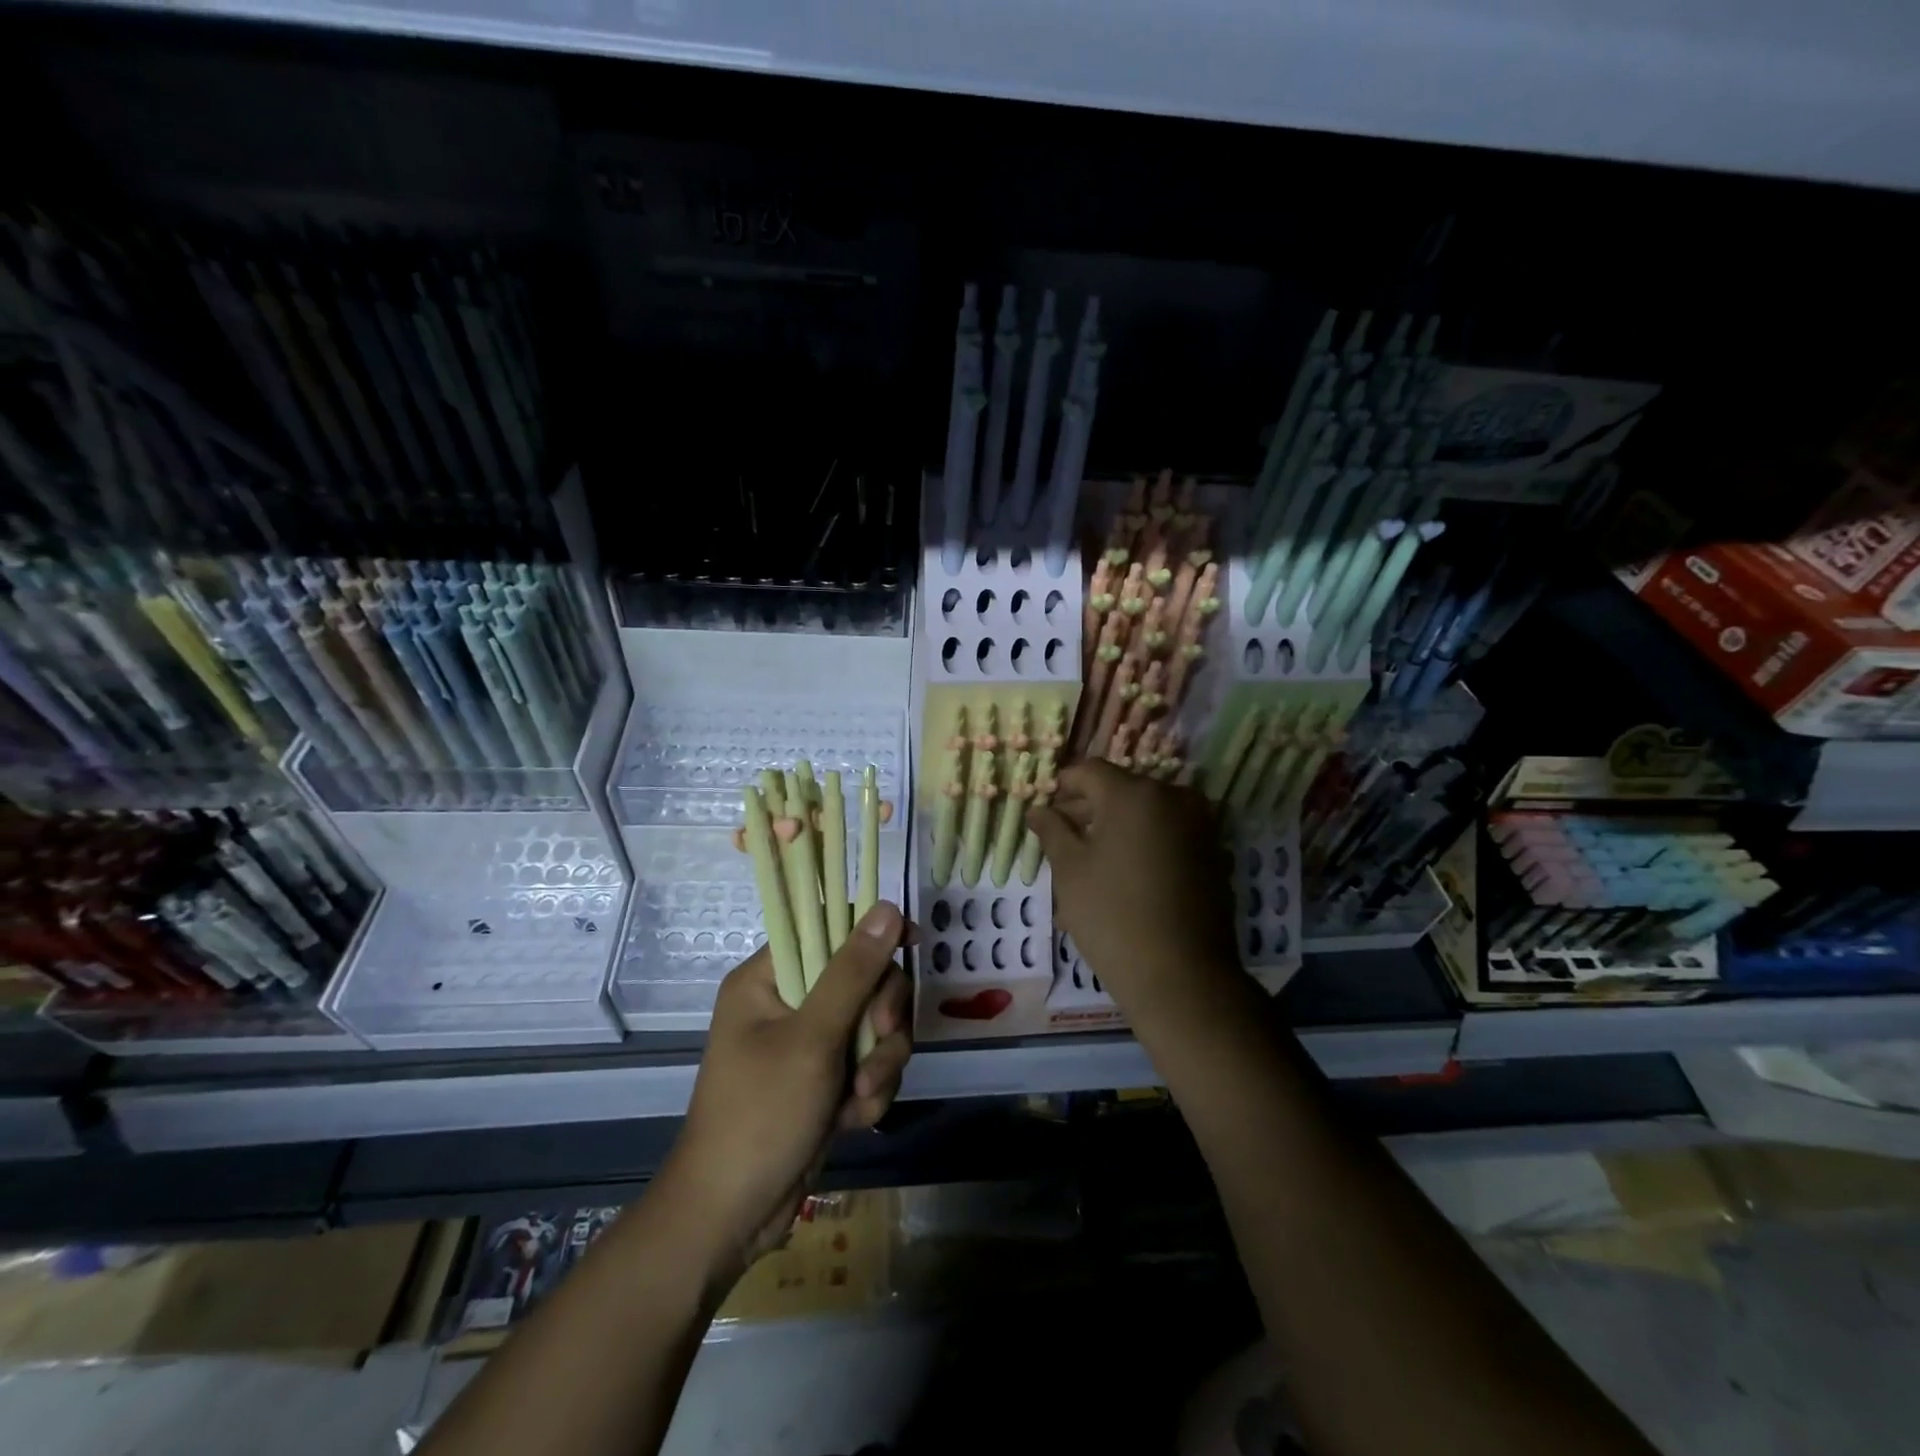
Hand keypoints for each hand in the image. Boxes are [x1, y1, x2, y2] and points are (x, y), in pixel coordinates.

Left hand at [658, 901, 912, 1280]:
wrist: (732, 1217)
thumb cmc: (761, 1115)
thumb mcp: (812, 1039)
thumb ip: (853, 972)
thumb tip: (888, 906)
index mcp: (767, 977)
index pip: (828, 927)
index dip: (871, 933)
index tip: (910, 945)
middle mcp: (789, 1001)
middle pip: (864, 977)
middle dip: (881, 1016)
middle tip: (876, 1042)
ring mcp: (809, 1042)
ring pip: (874, 1024)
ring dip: (879, 1062)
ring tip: (860, 1098)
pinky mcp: (826, 1079)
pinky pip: (869, 1063)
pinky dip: (870, 1091)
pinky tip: (852, 1120)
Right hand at [1027, 760, 1241, 1020]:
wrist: (1182, 976)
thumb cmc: (1112, 915)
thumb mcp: (1070, 870)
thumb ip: (1052, 830)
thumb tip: (1038, 809)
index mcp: (1135, 793)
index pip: (1089, 771)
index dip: (1061, 785)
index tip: (1043, 810)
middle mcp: (1173, 797)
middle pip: (1120, 790)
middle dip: (1087, 808)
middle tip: (1060, 837)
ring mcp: (1199, 825)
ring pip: (1145, 814)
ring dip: (1115, 828)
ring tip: (1087, 862)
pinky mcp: (1212, 853)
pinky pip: (1167, 836)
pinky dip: (1142, 845)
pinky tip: (1122, 876)